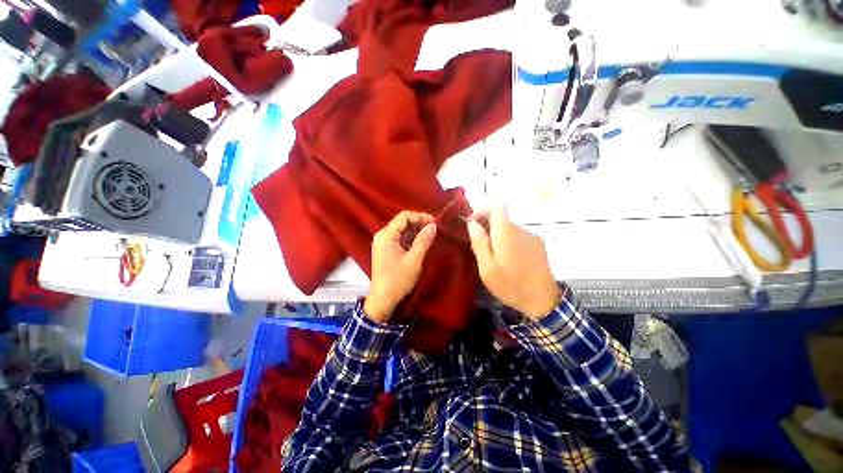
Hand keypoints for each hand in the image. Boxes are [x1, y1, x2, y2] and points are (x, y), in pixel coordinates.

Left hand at [364, 211, 437, 322]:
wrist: (382, 299)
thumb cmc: (398, 279)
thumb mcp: (414, 260)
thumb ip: (423, 241)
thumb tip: (433, 226)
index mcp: (386, 235)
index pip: (403, 216)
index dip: (420, 216)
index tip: (434, 222)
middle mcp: (382, 235)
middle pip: (401, 222)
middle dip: (418, 223)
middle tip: (434, 229)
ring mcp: (382, 243)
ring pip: (401, 230)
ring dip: (415, 231)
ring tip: (429, 236)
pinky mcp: (384, 250)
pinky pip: (398, 238)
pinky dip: (410, 239)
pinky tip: (420, 243)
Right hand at [466, 206, 561, 319]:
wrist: (543, 301)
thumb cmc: (511, 285)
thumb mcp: (487, 268)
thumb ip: (479, 243)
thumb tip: (472, 223)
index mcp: (507, 233)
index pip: (496, 207)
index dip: (481, 210)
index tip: (472, 224)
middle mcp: (521, 229)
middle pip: (501, 218)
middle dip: (487, 226)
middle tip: (479, 246)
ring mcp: (532, 236)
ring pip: (508, 228)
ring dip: (497, 236)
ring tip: (493, 256)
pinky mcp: (538, 244)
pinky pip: (518, 236)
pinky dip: (508, 241)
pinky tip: (508, 260)